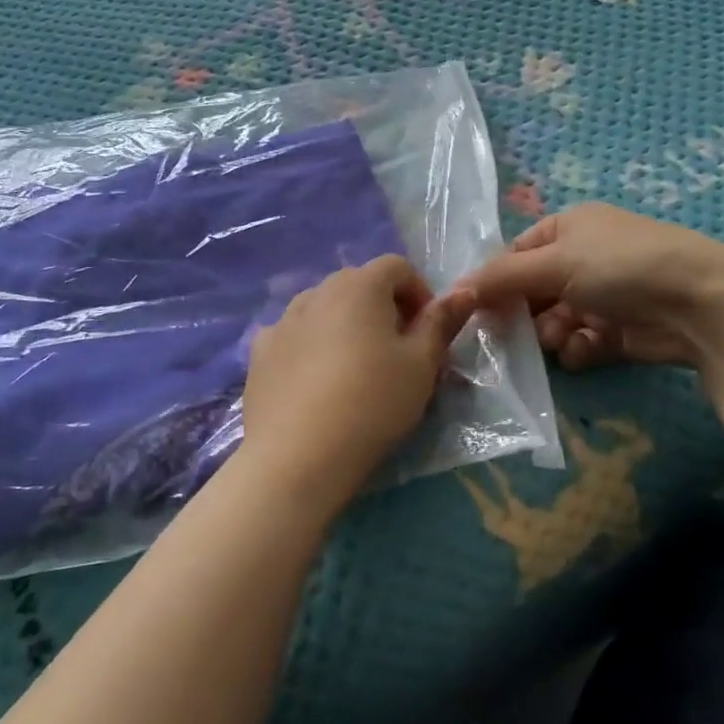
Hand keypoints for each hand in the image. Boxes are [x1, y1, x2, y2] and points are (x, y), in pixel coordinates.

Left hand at [240, 256, 476, 516]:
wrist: (298, 456)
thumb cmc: (372, 403)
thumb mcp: (421, 365)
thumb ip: (441, 323)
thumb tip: (463, 291)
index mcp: (360, 286)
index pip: (397, 267)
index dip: (419, 292)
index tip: (428, 331)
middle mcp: (317, 291)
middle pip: (358, 284)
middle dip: (383, 308)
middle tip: (397, 352)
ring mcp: (282, 321)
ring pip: (323, 309)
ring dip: (345, 325)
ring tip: (355, 368)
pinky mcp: (259, 353)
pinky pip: (293, 336)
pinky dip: (310, 346)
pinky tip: (315, 382)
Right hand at [458, 202, 723, 371]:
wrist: (700, 304)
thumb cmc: (621, 266)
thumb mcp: (554, 262)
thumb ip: (502, 278)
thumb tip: (455, 289)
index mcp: (569, 228)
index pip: (517, 254)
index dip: (496, 280)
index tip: (476, 309)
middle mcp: (585, 258)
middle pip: (534, 290)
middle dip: (524, 313)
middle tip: (510, 335)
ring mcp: (604, 295)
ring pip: (556, 320)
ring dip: (551, 333)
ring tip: (561, 339)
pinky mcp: (620, 330)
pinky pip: (583, 341)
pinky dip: (579, 348)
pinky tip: (585, 350)